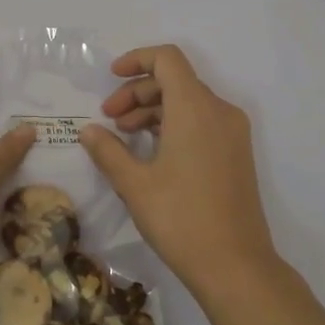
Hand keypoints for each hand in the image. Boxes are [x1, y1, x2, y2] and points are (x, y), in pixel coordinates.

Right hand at [79, 45, 278, 294]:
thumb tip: (88, 131)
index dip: (137, 60)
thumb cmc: (181, 219)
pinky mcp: (237, 153)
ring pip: (188, 102)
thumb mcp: (134, 184)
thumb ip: (108, 150)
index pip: (167, 59)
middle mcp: (220, 111)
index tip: (110, 78)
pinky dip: (174, 125)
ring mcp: (233, 133)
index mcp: (195, 108)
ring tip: (124, 139)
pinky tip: (151, 153)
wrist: (236, 266)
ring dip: (153, 110)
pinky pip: (202, 122)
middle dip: (137, 92)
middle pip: (176, 80)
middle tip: (109, 120)